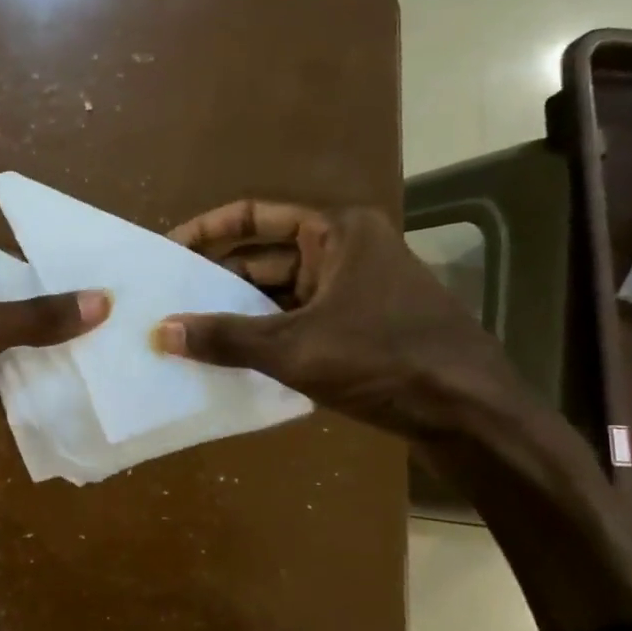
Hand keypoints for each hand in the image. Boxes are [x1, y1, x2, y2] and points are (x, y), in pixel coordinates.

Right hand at [154, 200, 519, 443]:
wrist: (470, 414)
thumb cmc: (384, 358)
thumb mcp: (296, 348)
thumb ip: (226, 338)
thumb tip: (160, 332)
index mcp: (336, 232)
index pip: (254, 216)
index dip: (207, 231)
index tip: (167, 251)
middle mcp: (345, 251)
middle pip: (264, 257)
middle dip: (218, 281)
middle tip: (169, 302)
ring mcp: (354, 290)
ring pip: (279, 294)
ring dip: (239, 313)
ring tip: (188, 332)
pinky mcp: (359, 326)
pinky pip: (298, 321)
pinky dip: (266, 335)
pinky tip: (230, 358)